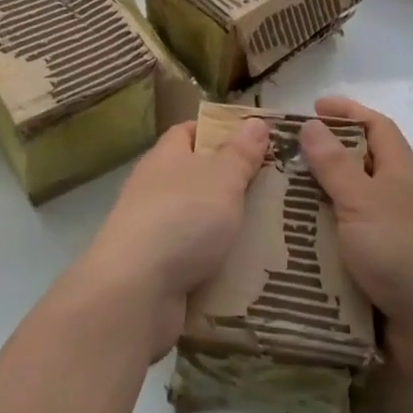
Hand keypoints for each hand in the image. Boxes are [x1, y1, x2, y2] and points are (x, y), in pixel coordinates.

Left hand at [71, 118, 268, 357]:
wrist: (136, 291)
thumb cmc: (182, 218)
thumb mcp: (221, 178)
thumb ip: (240, 153)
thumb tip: (255, 121)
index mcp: (165, 157)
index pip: (189, 132)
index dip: (219, 132)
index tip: (255, 142)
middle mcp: (155, 189)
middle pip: (198, 178)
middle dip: (233, 185)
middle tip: (277, 191)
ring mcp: (153, 231)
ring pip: (199, 222)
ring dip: (229, 229)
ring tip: (274, 234)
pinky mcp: (158, 270)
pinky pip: (196, 260)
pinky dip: (219, 265)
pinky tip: (250, 273)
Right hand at [298, 96, 412, 379]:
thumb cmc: (407, 253)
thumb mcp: (364, 201)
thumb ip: (335, 165)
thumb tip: (312, 123)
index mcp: (401, 174)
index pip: (377, 127)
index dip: (348, 111)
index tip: (312, 107)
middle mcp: (399, 202)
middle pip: (358, 170)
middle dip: (320, 163)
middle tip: (277, 164)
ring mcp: (392, 242)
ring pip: (346, 213)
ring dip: (314, 209)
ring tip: (271, 207)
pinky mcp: (382, 278)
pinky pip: (344, 253)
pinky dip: (320, 249)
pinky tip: (289, 252)